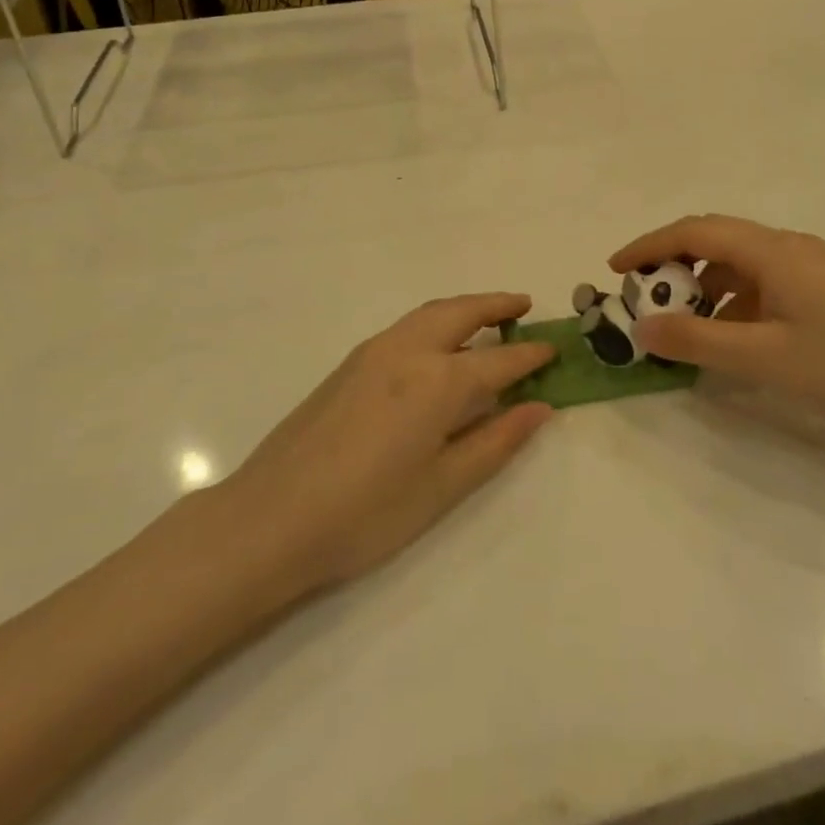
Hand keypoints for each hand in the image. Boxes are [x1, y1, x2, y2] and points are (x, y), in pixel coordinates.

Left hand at [212, 295, 554, 598]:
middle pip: (462, 312)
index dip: (530, 355)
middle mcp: (408, 351)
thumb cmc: (367, 513)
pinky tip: (438, 345)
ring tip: (488, 316)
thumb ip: (496, 441)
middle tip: (524, 306)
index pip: (499, 359)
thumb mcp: (443, 486)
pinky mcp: (349, 364)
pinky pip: (406, 326)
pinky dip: (435, 321)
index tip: (554, 349)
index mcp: (438, 381)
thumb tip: (539, 407)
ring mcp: (373, 352)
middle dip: (497, 304)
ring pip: (430, 313)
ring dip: (465, 307)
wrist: (270, 520)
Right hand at [610, 216, 824, 439]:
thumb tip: (641, 328)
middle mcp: (787, 246)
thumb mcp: (761, 359)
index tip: (615, 270)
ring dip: (701, 287)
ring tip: (679, 326)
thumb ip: (696, 342)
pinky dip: (730, 302)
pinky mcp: (818, 289)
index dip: (650, 245)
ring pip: (736, 263)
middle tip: (643, 299)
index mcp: (773, 251)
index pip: (696, 231)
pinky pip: (758, 283)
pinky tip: (725, 338)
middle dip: (672, 264)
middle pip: (714, 239)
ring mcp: (806, 266)